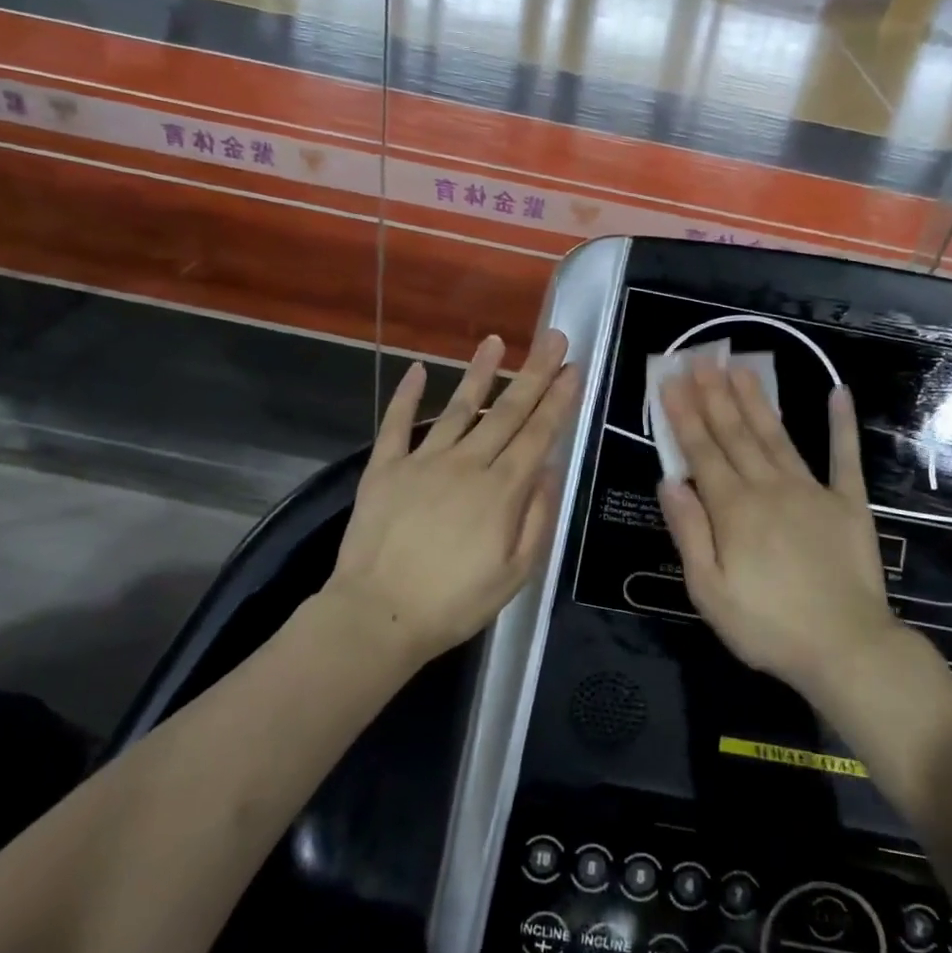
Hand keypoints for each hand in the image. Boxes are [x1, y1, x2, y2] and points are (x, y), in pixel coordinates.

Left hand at [325, 330, 578, 665]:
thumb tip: (548, 470)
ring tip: (495, 341)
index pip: (538, 434)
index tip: (573, 368)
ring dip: (479, 372)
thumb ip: (536, 518)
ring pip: (458, 407)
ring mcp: (422, 461)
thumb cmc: (454, 603)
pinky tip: (416, 368)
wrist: (377, 615)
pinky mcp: (384, 468)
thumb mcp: (515, 574)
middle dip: (533, 372)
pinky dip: (406, 395)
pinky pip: (396, 424)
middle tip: (553, 337)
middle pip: (506, 411)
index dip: (558, 399)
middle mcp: (466, 464)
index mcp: (501, 490)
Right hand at [655, 363, 909, 695]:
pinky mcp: (848, 503)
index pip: (702, 452)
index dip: (684, 415)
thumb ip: (689, 531)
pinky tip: (837, 393)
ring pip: (777, 435)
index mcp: (733, 509)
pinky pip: (843, 456)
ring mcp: (812, 491)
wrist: (846, 648)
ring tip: (741, 367)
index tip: (671, 382)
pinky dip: (841, 424)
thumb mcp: (708, 590)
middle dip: (715, 395)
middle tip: (702, 358)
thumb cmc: (767, 626)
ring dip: (757, 399)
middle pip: (736, 434)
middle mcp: (769, 488)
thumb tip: (669, 481)